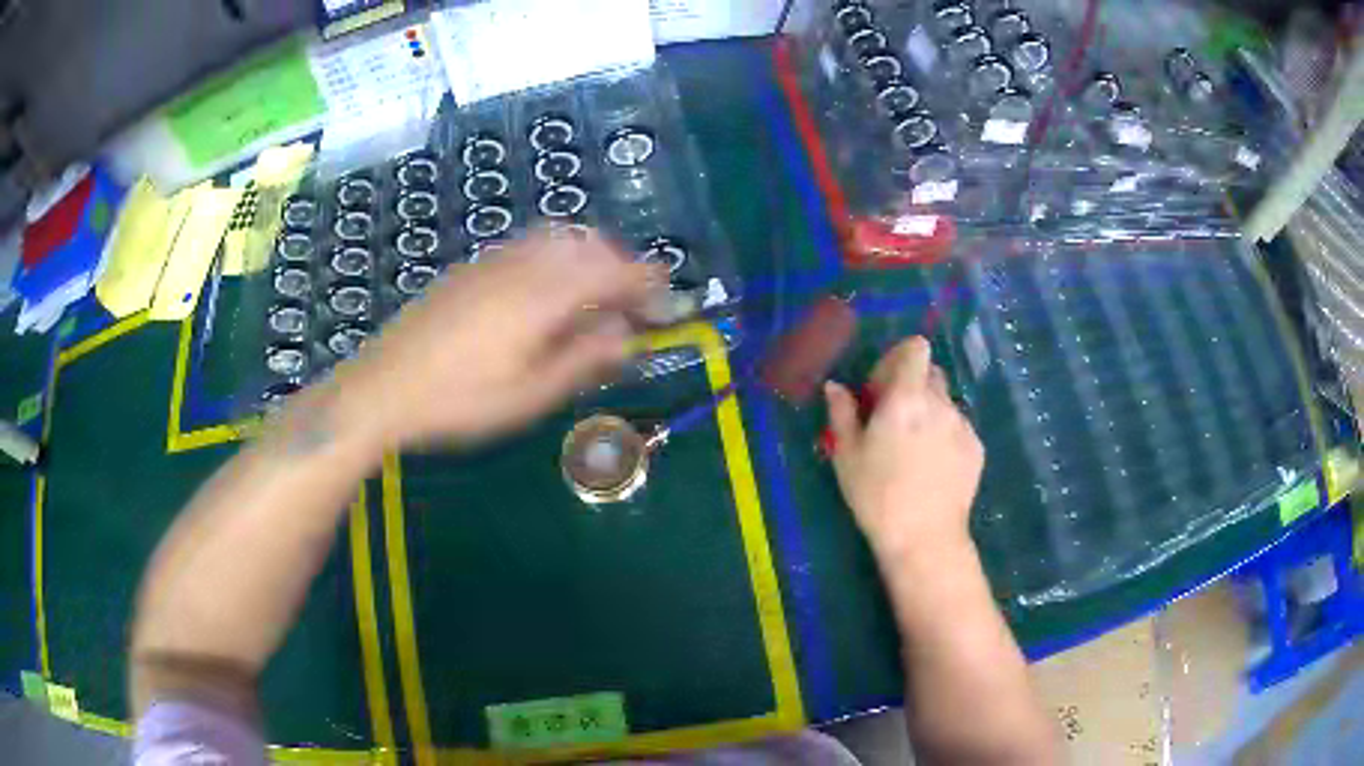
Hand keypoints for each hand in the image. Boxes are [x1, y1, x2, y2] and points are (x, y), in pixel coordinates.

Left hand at [332, 229, 657, 450]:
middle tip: (632, 299)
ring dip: (587, 256)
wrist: (384, 387)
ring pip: (555, 239)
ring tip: (595, 291)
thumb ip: (582, 359)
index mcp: (542, 297)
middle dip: (619, 265)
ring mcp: (492, 263)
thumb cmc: (459, 402)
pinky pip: (526, 246)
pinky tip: (547, 287)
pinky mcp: (470, 270)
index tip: (666, 295)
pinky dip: (555, 255)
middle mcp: (521, 267)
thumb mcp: (528, 395)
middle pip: (586, 245)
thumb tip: (626, 335)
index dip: (645, 281)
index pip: (610, 273)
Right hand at [824, 337, 983, 566]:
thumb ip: (842, 414)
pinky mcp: (976, 448)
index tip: (882, 387)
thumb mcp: (847, 456)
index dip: (899, 359)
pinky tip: (932, 469)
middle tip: (894, 419)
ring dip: (929, 412)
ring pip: (945, 403)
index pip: (916, 348)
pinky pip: (958, 428)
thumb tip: (835, 387)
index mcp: (906, 397)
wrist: (925, 538)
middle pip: (931, 373)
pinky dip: (944, 436)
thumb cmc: (877, 496)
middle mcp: (940, 403)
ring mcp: (962, 425)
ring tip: (914, 451)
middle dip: (912, 386)